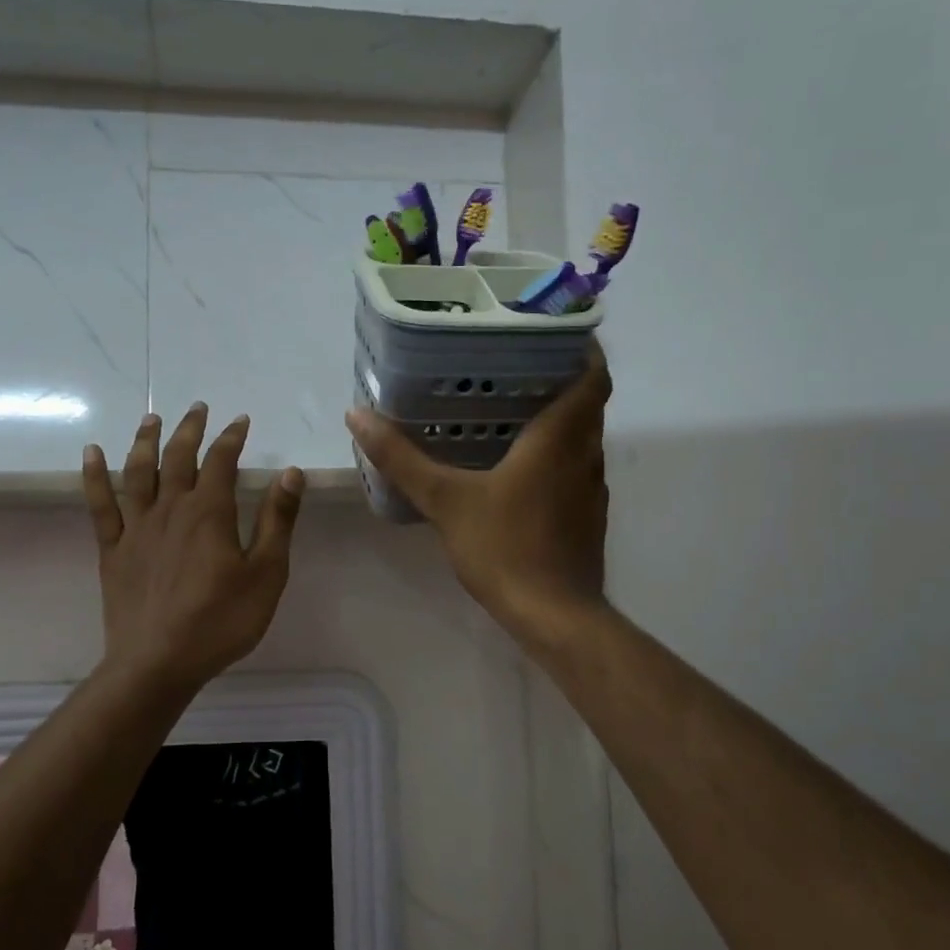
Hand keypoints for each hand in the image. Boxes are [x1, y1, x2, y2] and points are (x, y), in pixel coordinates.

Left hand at [83, 403, 304, 692]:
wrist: (158, 662)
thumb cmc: (220, 620)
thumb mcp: (266, 573)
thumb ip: (277, 520)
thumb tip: (291, 472)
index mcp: (209, 512)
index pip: (221, 461)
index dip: (232, 437)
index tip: (241, 421)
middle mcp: (170, 508)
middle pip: (178, 457)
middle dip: (190, 429)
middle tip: (198, 408)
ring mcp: (136, 527)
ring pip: (138, 471)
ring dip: (145, 441)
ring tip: (151, 418)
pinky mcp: (112, 549)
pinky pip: (100, 504)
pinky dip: (94, 476)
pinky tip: (91, 453)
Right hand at [345, 346, 612, 649]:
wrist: (554, 616)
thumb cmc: (505, 548)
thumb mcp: (445, 500)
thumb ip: (402, 458)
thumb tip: (357, 415)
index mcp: (559, 439)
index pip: (592, 377)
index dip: (582, 350)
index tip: (555, 333)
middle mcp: (585, 456)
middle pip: (588, 405)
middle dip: (562, 381)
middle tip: (517, 368)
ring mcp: (591, 490)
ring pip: (583, 440)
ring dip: (560, 421)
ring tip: (514, 411)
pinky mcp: (587, 518)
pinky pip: (576, 471)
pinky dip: (557, 457)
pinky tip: (520, 470)